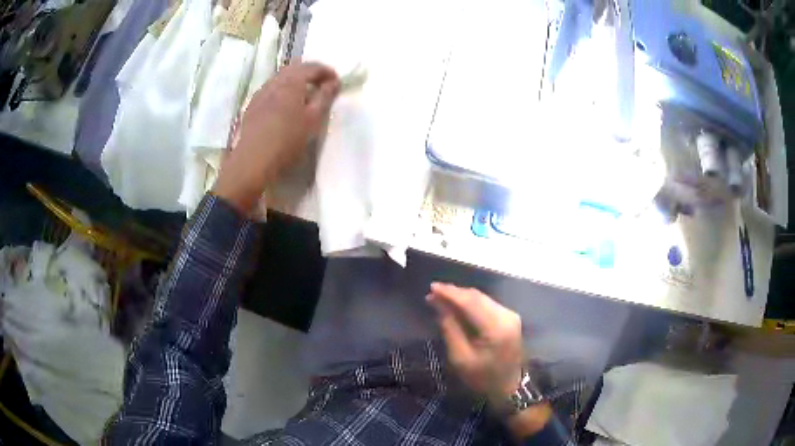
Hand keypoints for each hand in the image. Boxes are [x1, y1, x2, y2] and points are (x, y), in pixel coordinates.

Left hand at [213, 62, 339, 213]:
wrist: (253, 161)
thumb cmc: (287, 140)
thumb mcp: (313, 120)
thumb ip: (325, 97)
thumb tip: (334, 82)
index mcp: (291, 82)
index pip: (312, 67)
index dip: (327, 72)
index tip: (337, 83)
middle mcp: (274, 82)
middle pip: (294, 68)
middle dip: (310, 73)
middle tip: (322, 85)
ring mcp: (260, 93)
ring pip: (281, 78)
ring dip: (295, 80)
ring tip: (305, 95)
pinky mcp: (252, 106)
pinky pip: (271, 89)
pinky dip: (283, 90)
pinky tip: (285, 105)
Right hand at [426, 283, 523, 406]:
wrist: (510, 388)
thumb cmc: (483, 378)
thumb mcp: (461, 358)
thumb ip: (451, 330)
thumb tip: (439, 306)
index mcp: (496, 327)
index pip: (470, 302)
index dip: (450, 293)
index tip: (431, 287)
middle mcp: (506, 315)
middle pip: (477, 297)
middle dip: (454, 293)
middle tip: (432, 294)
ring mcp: (510, 315)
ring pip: (482, 298)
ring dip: (461, 297)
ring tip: (441, 298)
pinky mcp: (509, 318)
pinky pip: (486, 304)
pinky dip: (470, 303)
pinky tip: (457, 306)